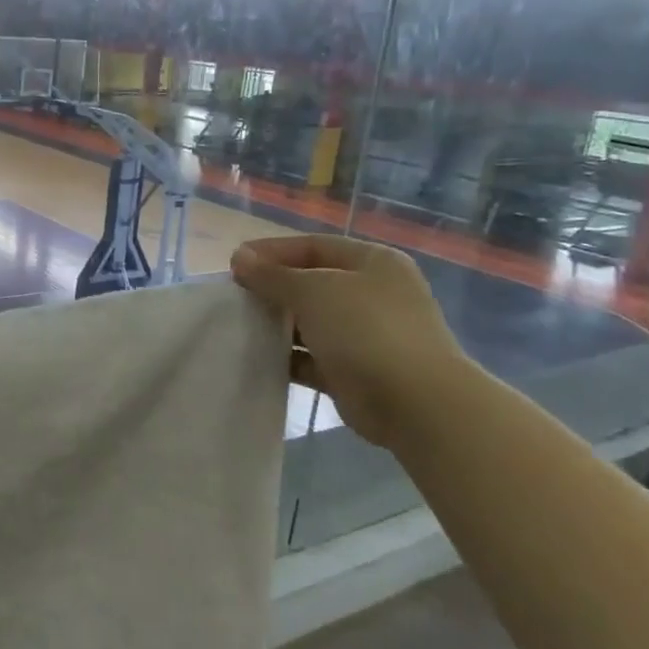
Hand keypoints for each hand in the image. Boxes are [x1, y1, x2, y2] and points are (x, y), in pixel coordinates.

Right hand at [232, 235, 473, 448]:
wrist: (415, 403)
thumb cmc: (366, 329)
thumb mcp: (313, 290)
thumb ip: (272, 275)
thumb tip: (239, 258)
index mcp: (373, 262)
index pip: (313, 246)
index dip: (272, 251)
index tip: (234, 264)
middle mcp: (373, 293)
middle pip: (311, 283)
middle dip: (272, 288)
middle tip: (233, 296)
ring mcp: (366, 334)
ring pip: (311, 322)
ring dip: (277, 324)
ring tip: (238, 326)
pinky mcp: (355, 371)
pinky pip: (312, 358)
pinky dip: (288, 357)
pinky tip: (257, 357)